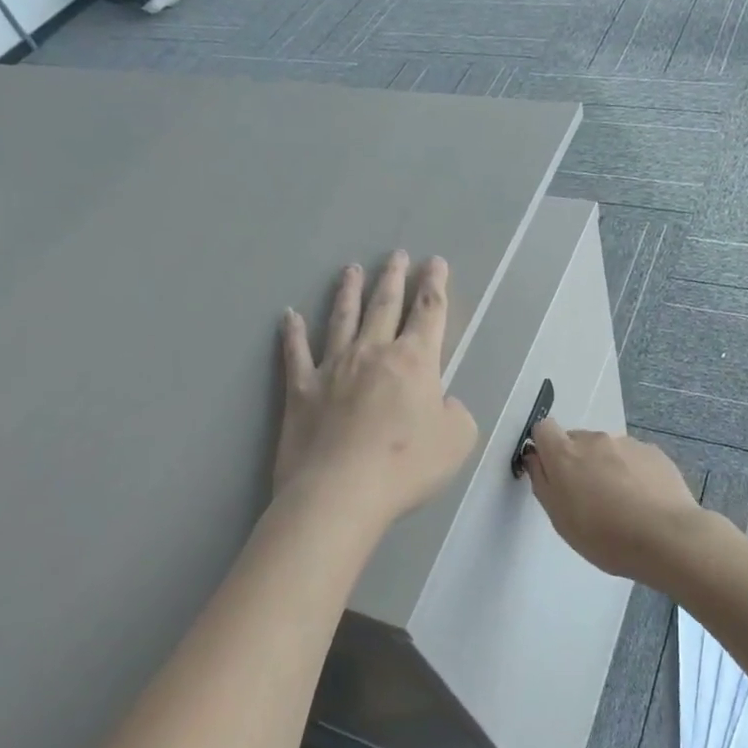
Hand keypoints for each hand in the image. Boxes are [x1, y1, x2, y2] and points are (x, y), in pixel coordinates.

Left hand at [276, 252, 478, 531]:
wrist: (340, 492)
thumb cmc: (406, 467)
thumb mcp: (458, 440)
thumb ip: (456, 413)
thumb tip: (442, 402)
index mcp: (415, 361)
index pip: (429, 312)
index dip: (435, 285)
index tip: (435, 263)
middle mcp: (373, 353)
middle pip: (385, 305)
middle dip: (394, 277)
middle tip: (397, 254)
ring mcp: (333, 368)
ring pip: (342, 318)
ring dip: (349, 292)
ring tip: (351, 269)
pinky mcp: (301, 389)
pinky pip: (296, 353)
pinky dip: (292, 333)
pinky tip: (289, 316)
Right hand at [522, 420, 705, 582]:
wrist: (668, 538)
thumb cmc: (605, 536)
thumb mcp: (560, 518)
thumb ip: (543, 482)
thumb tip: (536, 457)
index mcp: (565, 454)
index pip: (544, 428)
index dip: (545, 446)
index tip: (552, 472)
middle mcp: (594, 440)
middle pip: (577, 441)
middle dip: (577, 462)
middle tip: (589, 499)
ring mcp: (627, 443)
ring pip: (606, 450)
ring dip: (606, 468)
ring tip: (622, 504)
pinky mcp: (654, 452)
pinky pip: (633, 458)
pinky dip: (632, 473)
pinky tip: (644, 501)